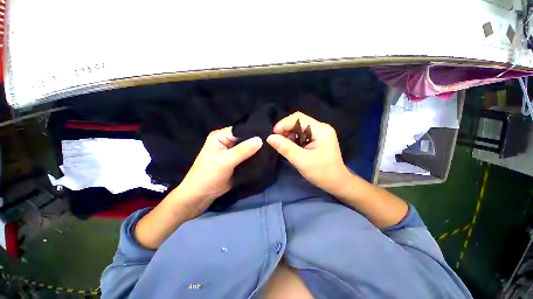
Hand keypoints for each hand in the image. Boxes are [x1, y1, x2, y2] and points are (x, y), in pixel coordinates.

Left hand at [170, 127, 262, 215]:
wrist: (202, 195)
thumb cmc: (209, 175)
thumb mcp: (226, 160)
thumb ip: (243, 150)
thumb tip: (260, 139)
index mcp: (220, 136)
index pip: (241, 130)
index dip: (253, 132)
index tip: (269, 134)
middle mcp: (227, 141)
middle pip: (245, 138)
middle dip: (256, 141)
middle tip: (272, 142)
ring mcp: (232, 152)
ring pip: (247, 148)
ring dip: (256, 149)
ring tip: (271, 148)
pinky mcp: (236, 161)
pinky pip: (248, 156)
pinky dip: (255, 157)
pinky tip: (265, 156)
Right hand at [266, 112, 350, 193]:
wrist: (337, 183)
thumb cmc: (322, 173)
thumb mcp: (302, 161)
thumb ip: (286, 148)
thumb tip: (270, 137)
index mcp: (321, 130)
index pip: (298, 118)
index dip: (283, 124)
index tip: (273, 135)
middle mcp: (321, 128)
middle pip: (298, 121)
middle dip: (285, 129)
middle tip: (276, 140)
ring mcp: (320, 133)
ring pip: (299, 127)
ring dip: (288, 134)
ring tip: (282, 144)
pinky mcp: (317, 139)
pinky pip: (302, 134)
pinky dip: (293, 139)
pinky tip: (289, 146)